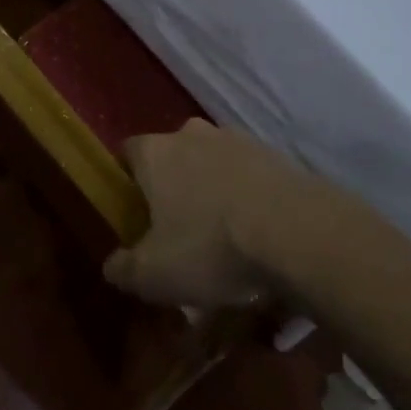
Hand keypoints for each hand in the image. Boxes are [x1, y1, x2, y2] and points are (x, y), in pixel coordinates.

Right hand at [104, 118, 327, 308]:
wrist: (298, 232)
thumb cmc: (211, 247)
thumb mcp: (153, 275)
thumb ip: (123, 268)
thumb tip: (112, 264)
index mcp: (155, 152)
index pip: (127, 153)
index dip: (127, 183)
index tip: (135, 215)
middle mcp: (191, 134)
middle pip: (172, 157)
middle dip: (173, 187)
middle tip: (179, 231)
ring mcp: (237, 140)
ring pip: (213, 164)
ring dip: (213, 191)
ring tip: (225, 238)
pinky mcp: (275, 154)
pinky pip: (249, 175)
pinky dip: (247, 197)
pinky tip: (258, 235)